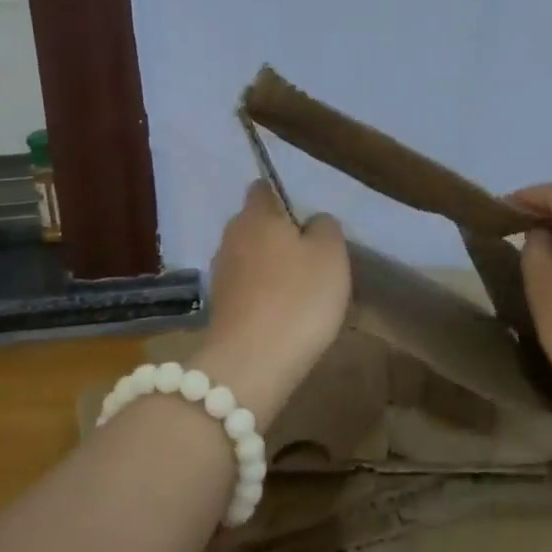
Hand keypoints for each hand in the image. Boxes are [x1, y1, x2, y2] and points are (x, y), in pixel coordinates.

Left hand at [191, 182, 350, 430]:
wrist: (252, 363)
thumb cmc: (298, 297)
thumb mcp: (331, 253)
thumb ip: (325, 226)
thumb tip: (312, 222)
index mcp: (256, 215)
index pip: (263, 188)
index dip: (284, 197)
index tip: (306, 219)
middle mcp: (231, 237)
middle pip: (256, 225)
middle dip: (280, 236)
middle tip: (313, 258)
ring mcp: (221, 275)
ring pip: (251, 259)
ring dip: (271, 269)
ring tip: (302, 291)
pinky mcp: (220, 308)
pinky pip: (247, 290)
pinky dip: (264, 296)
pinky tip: (285, 316)